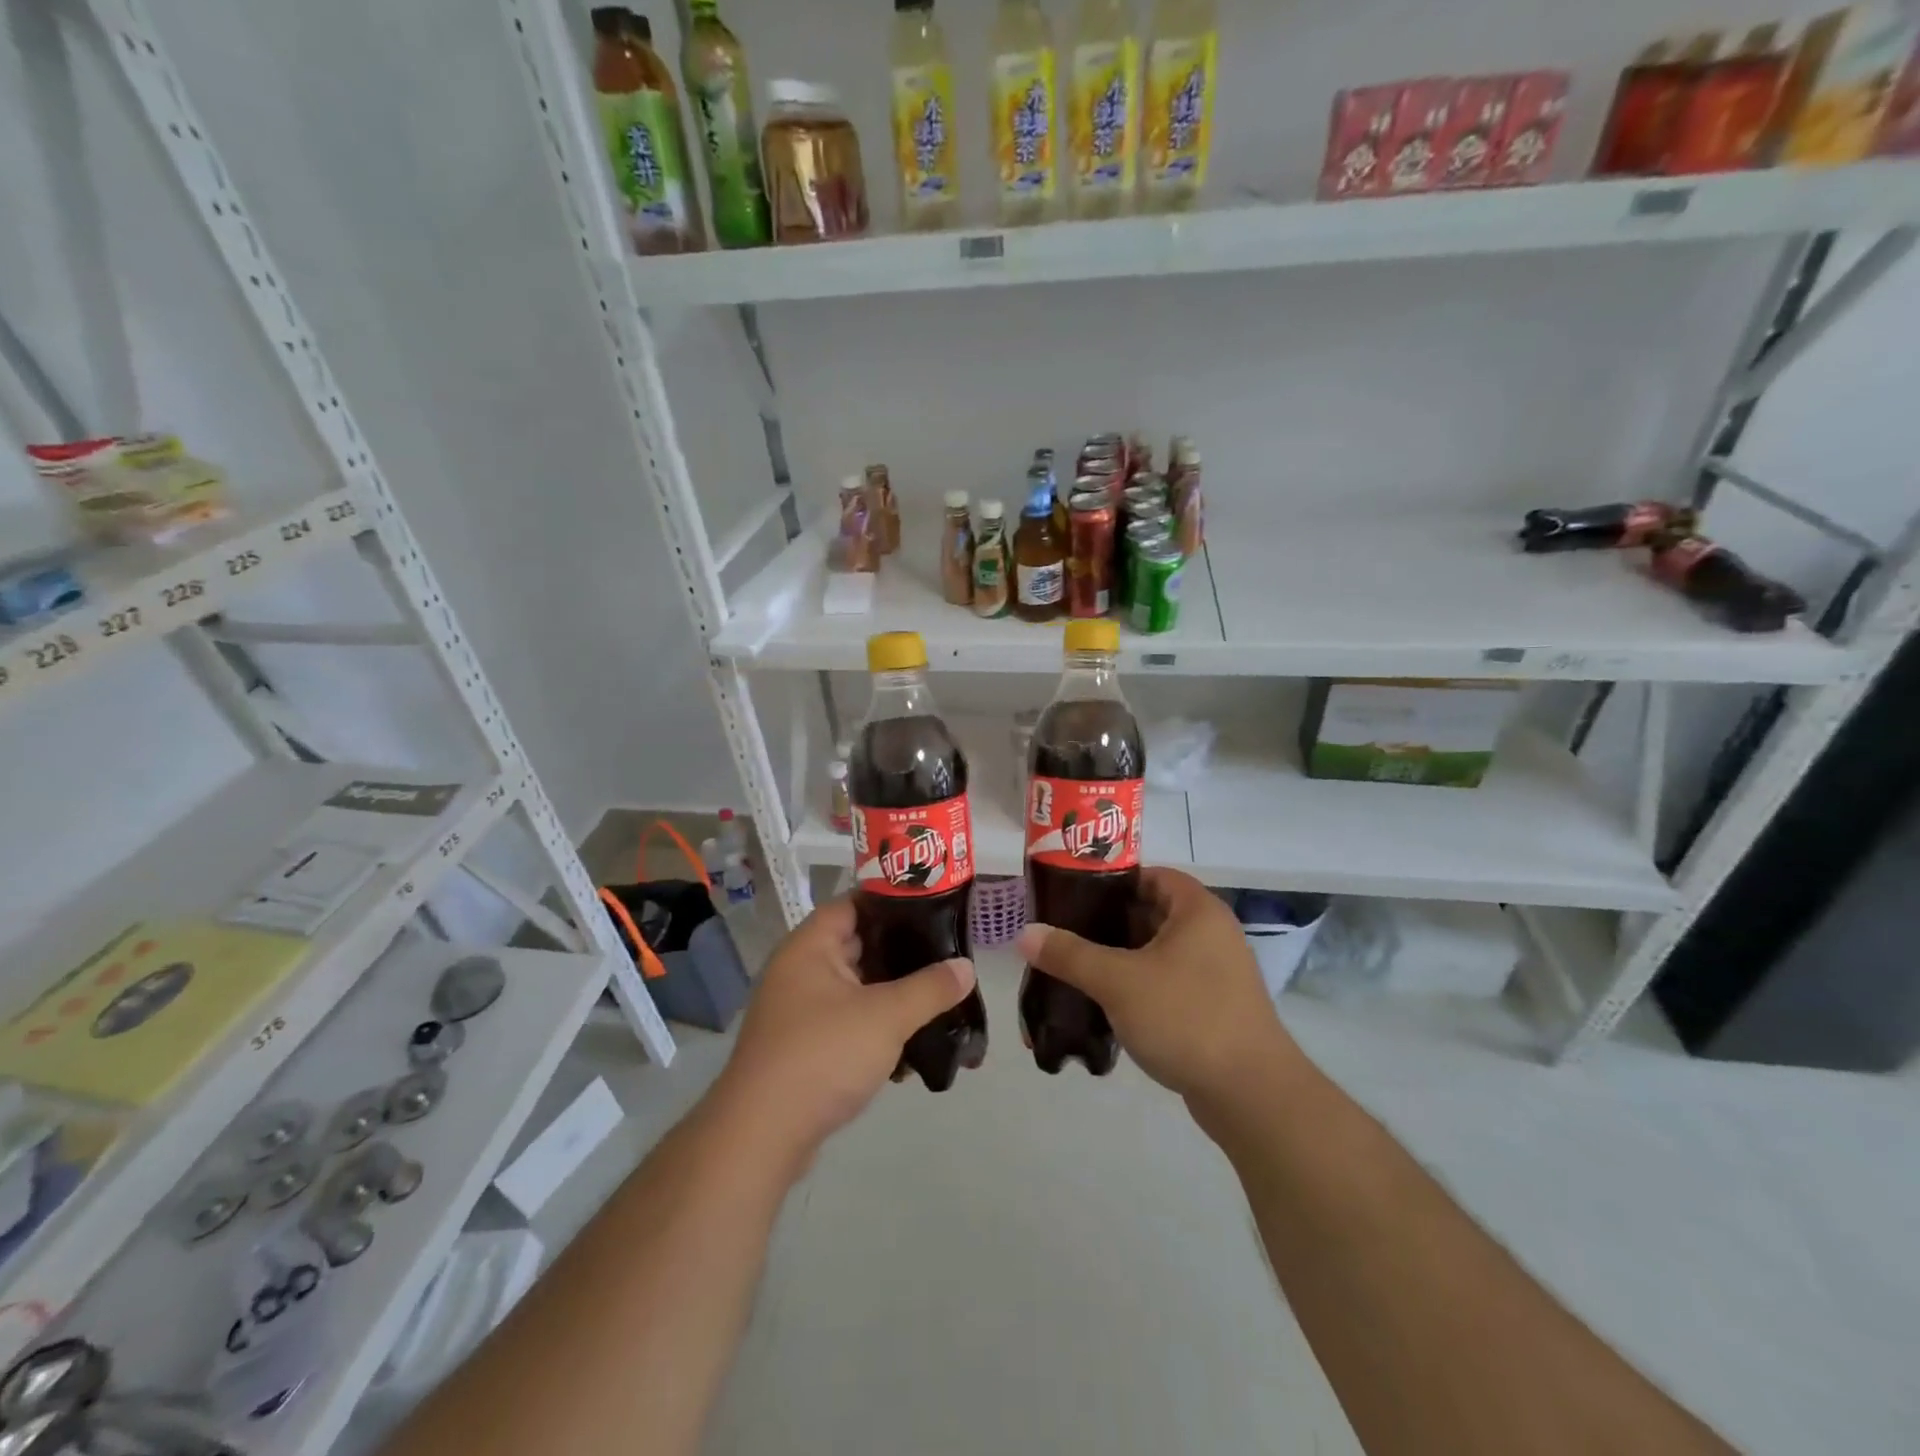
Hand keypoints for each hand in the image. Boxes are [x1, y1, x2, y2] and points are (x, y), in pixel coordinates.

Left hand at [711, 897, 973, 1171]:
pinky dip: (875, 1026)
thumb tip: (966, 967)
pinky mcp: (803, 1046)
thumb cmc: (823, 1055)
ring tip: (936, 996)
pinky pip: (846, 1022)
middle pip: (856, 945)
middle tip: (944, 951)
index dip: (891, 901)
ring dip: (891, 993)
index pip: (852, 903)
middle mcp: (799, 970)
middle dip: (900, 950)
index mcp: (809, 946)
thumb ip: (930, 988)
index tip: (933, 907)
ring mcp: (798, 1010)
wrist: (761, 1136)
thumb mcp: (886, 1016)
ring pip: (854, 988)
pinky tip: (909, 1044)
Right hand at [1015, 868, 1301, 1113]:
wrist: (1251, 1095)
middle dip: (1108, 922)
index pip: (1150, 875)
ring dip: (1120, 957)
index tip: (1072, 895)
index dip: (1111, 880)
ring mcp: (1216, 972)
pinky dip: (1138, 986)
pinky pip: (1167, 982)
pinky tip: (1106, 1003)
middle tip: (1065, 932)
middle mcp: (1211, 933)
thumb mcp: (1118, 981)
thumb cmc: (1186, 1018)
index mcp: (1197, 910)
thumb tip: (1025, 933)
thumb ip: (1070, 954)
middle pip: (1150, 912)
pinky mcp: (1213, 1007)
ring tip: (1075, 967)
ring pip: (1156, 951)